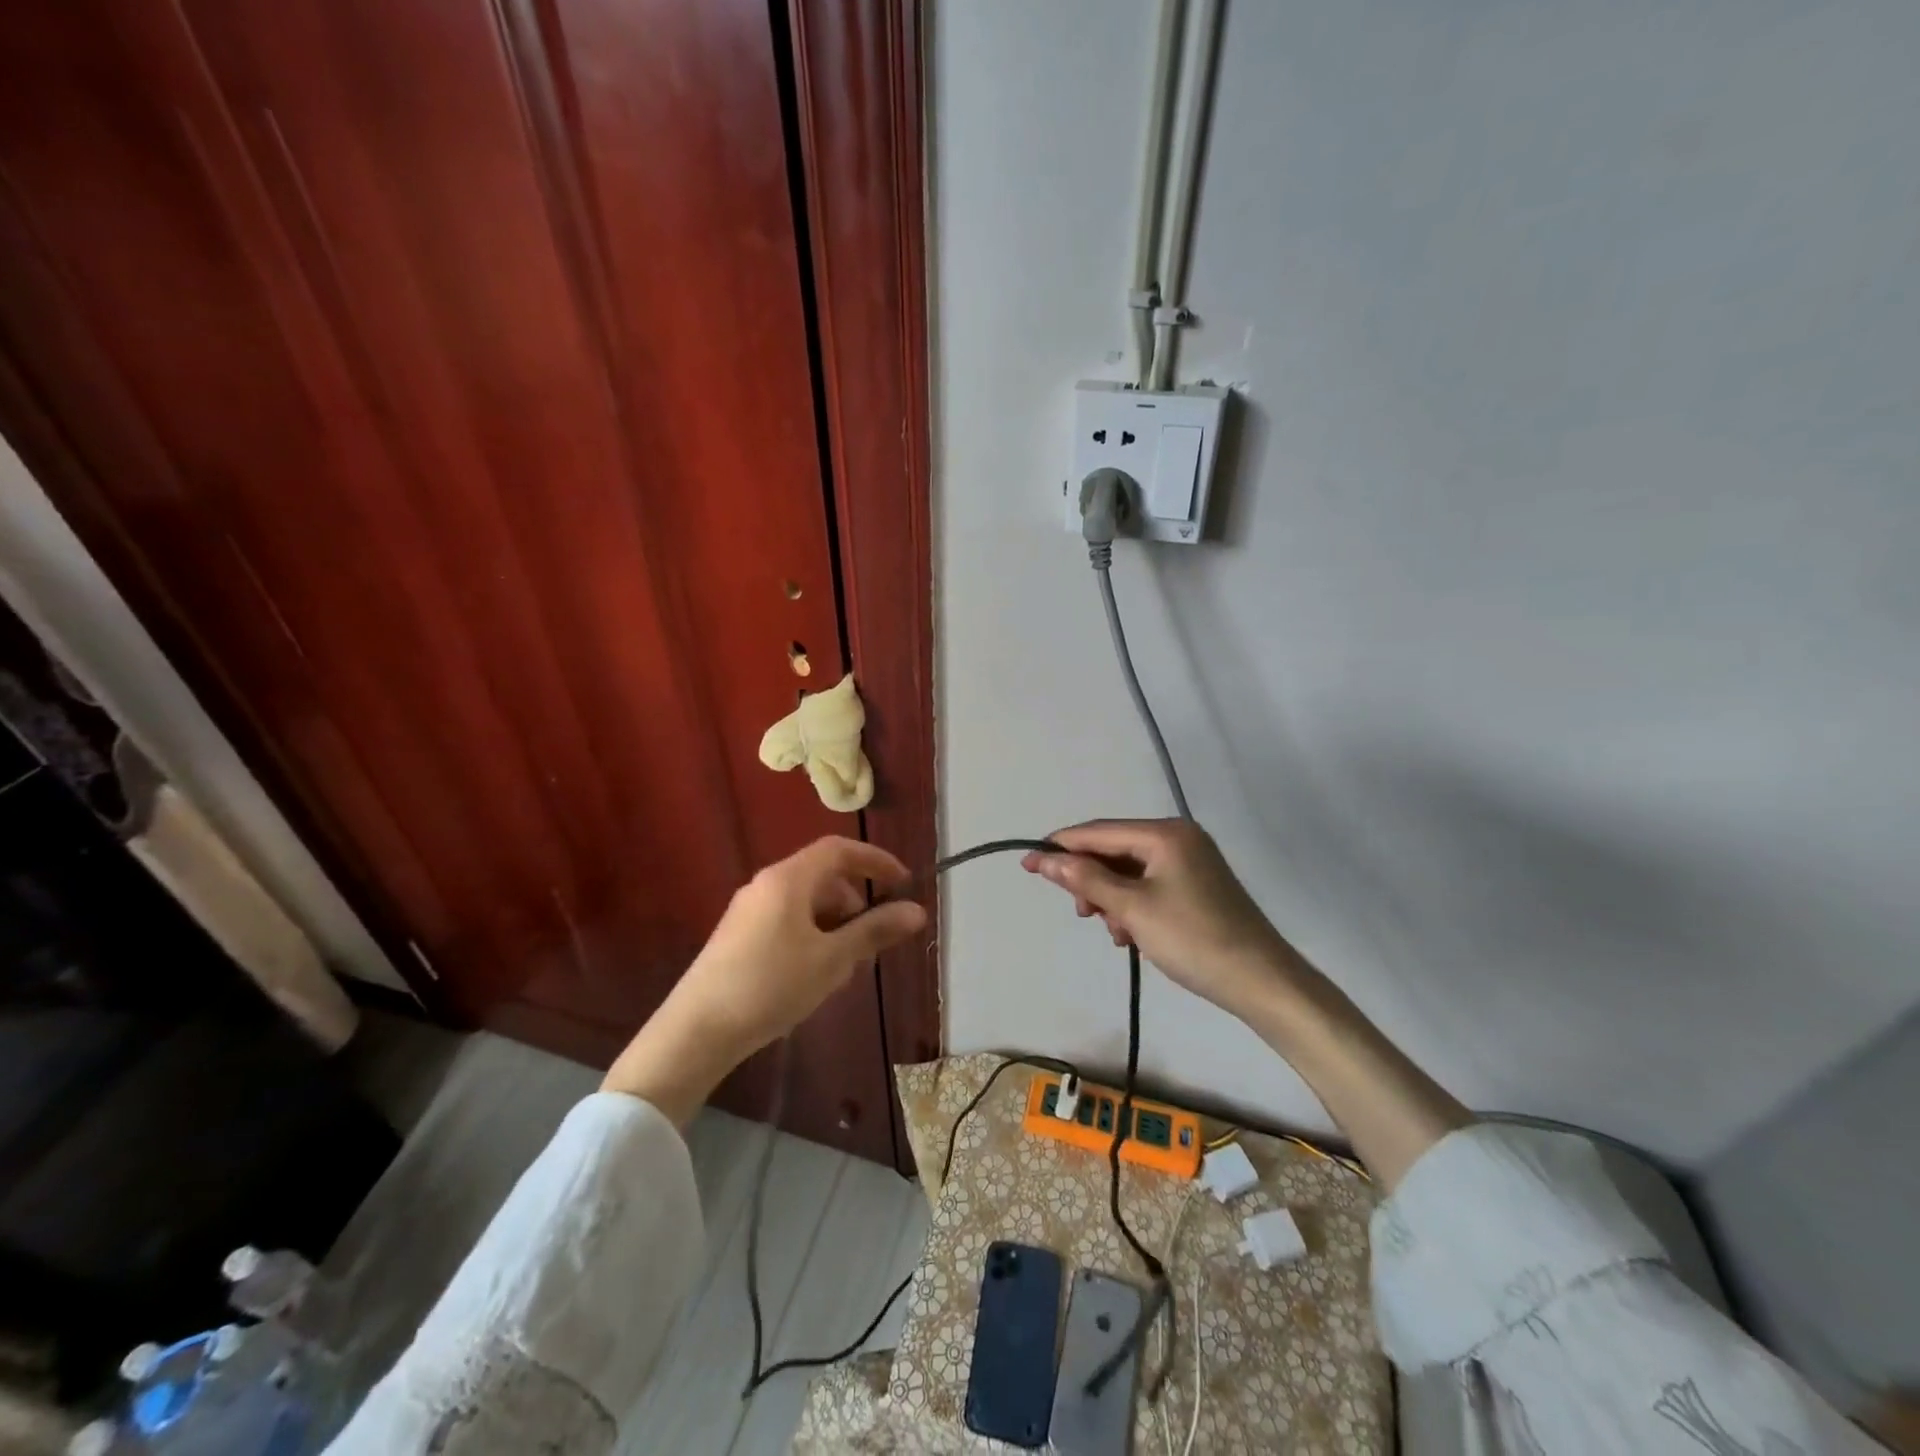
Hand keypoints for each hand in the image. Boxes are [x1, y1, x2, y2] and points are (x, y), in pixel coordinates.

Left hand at [604, 837, 926, 1121]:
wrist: (697, 1030)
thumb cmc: (771, 985)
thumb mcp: (832, 959)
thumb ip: (874, 931)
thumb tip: (917, 911)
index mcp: (789, 879)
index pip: (839, 849)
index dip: (875, 860)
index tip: (903, 883)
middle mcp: (766, 884)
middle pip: (822, 876)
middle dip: (855, 902)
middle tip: (871, 941)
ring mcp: (748, 910)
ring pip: (805, 902)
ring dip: (834, 924)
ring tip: (843, 967)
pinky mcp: (737, 935)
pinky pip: (786, 920)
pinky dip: (811, 935)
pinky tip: (813, 976)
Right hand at [1022, 819, 1293, 1018]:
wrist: (1261, 981)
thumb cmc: (1193, 939)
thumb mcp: (1132, 909)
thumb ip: (1086, 880)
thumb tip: (1044, 859)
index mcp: (1165, 833)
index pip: (1099, 832)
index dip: (1060, 847)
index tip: (1026, 863)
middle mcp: (1178, 838)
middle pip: (1115, 850)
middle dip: (1092, 880)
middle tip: (1082, 913)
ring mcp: (1190, 861)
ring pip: (1130, 872)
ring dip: (1112, 898)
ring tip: (1115, 932)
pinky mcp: (1196, 885)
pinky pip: (1149, 886)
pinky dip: (1133, 906)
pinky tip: (1131, 934)